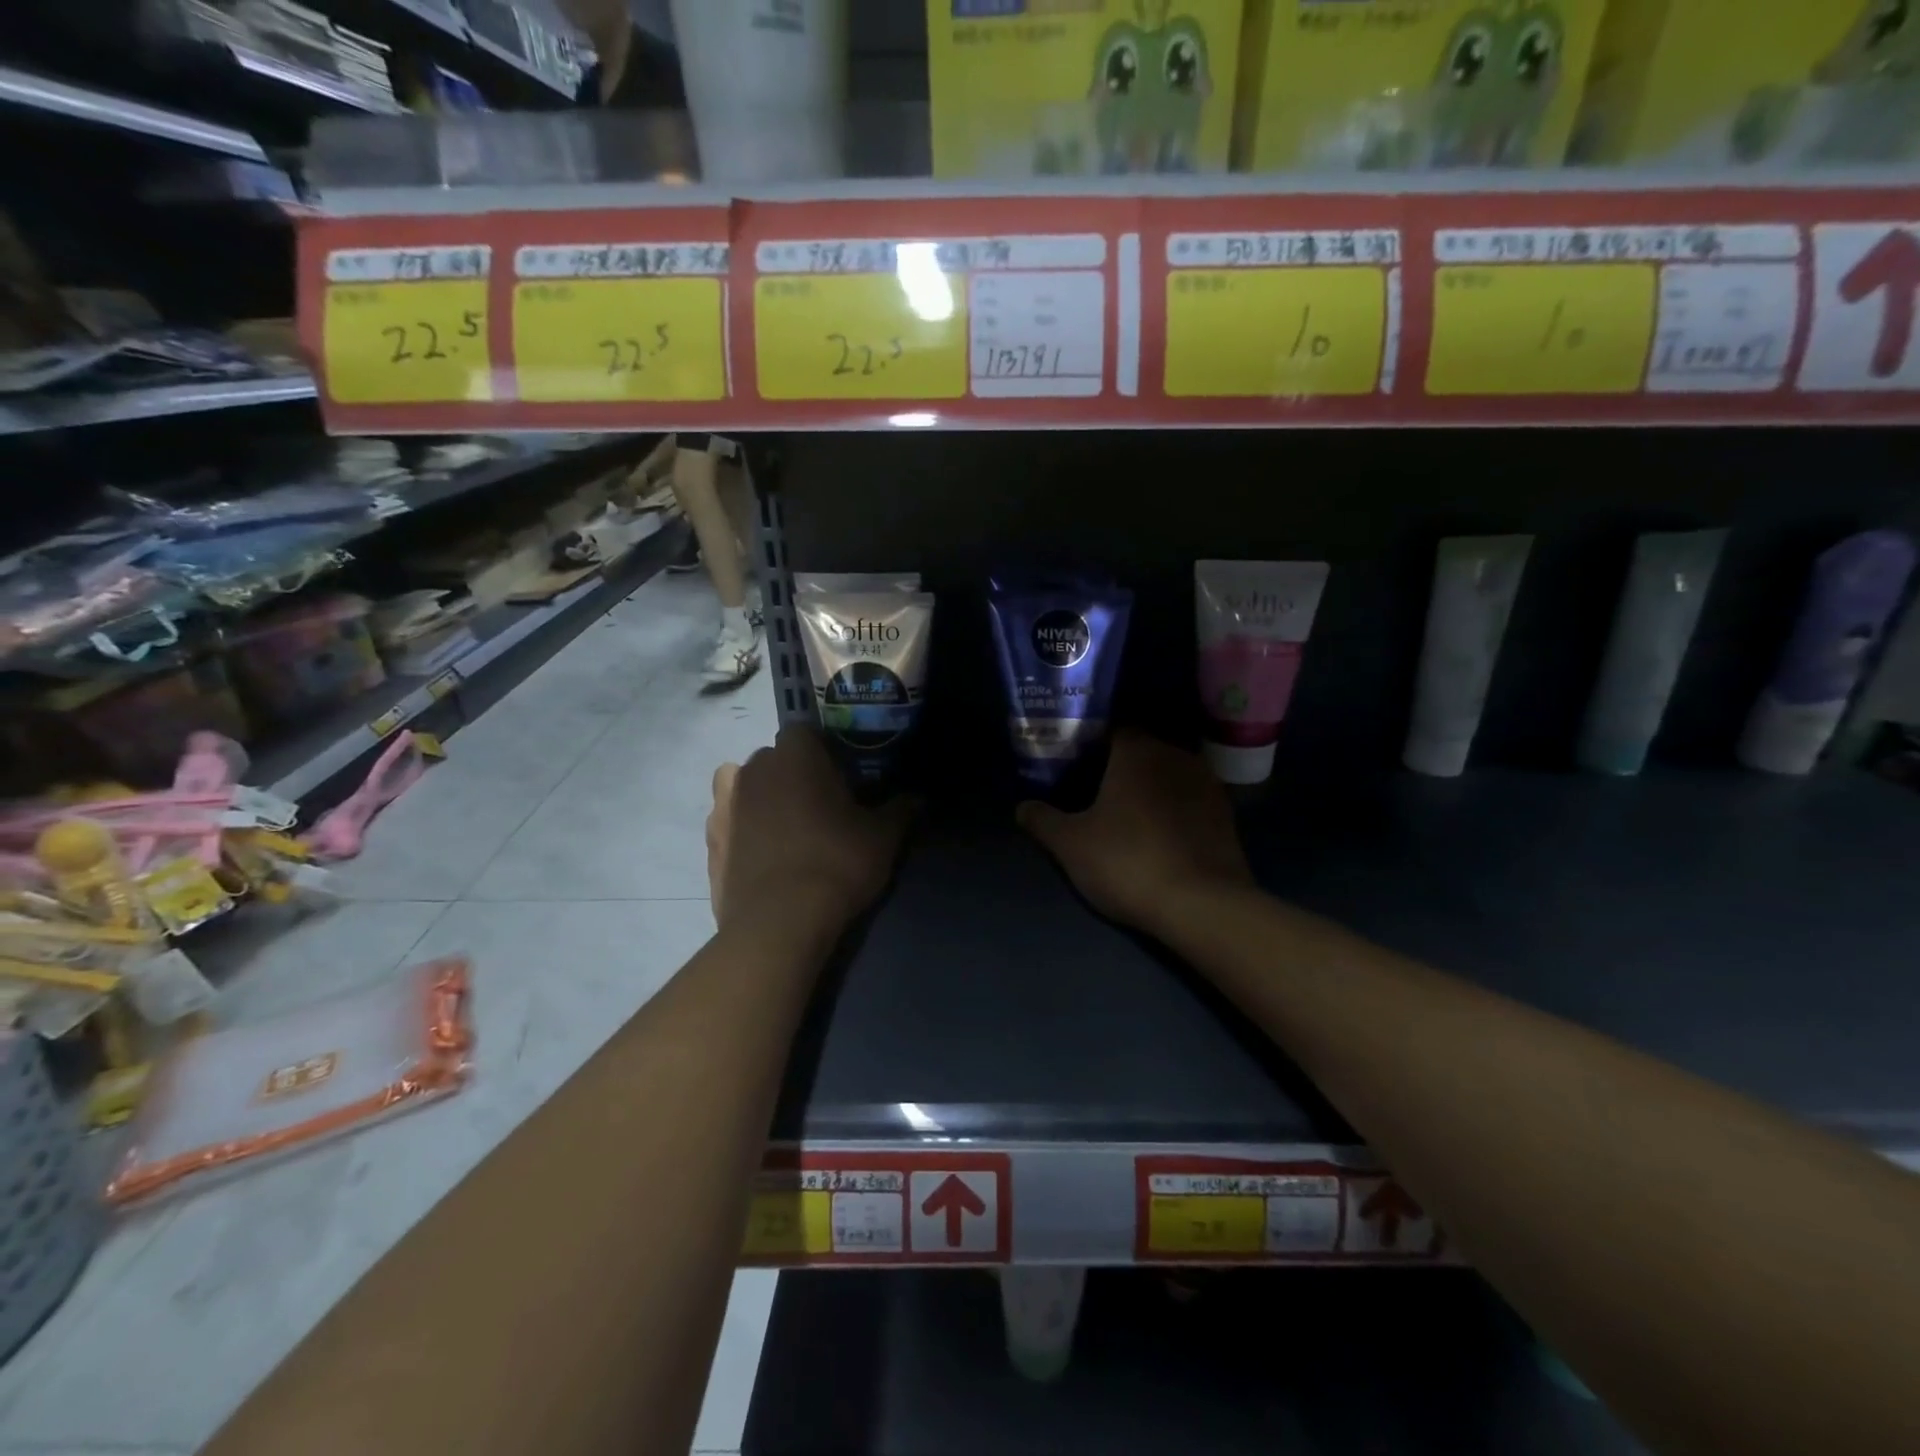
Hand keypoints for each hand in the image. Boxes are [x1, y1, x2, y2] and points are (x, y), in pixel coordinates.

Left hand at [707, 725, 915, 934]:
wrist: (779, 923)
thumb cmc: (835, 863)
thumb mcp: (882, 837)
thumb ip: (901, 809)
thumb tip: (918, 797)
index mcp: (795, 754)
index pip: (807, 732)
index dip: (825, 752)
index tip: (843, 778)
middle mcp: (753, 768)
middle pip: (775, 758)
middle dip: (794, 774)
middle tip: (820, 805)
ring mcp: (724, 804)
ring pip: (744, 785)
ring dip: (762, 796)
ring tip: (785, 827)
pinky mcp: (709, 840)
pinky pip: (728, 820)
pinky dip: (743, 828)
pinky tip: (762, 853)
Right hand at [1017, 730, 1251, 932]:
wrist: (1203, 906)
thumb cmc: (1127, 862)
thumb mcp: (1070, 845)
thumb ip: (1043, 820)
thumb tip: (1022, 807)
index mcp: (1137, 751)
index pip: (1111, 730)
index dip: (1090, 745)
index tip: (1073, 765)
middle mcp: (1176, 756)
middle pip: (1141, 751)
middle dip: (1118, 767)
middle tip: (1093, 792)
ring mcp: (1207, 784)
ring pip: (1168, 776)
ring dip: (1149, 789)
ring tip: (1126, 815)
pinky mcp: (1226, 815)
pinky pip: (1189, 801)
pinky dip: (1173, 810)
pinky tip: (1158, 835)